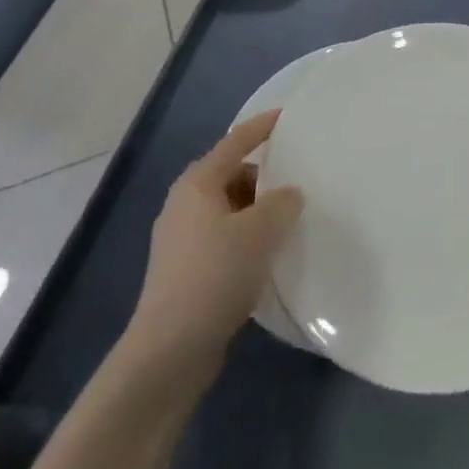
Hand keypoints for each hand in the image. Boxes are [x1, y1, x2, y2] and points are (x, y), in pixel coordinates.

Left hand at [129, 110, 303, 368]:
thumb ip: (282, 203)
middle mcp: (185, 204)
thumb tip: (289, 194)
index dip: (262, 127)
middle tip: (300, 178)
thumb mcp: (259, 232)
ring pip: (230, 209)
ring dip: (258, 211)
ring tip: (291, 220)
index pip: (236, 141)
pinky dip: (248, 238)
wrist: (168, 352)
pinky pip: (225, 238)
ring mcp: (182, 240)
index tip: (288, 116)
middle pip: (232, 174)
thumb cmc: (214, 276)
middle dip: (265, 175)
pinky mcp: (187, 271)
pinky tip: (270, 256)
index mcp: (198, 183)